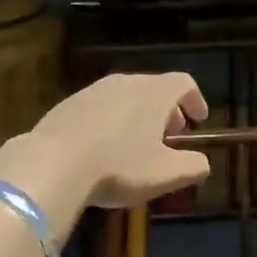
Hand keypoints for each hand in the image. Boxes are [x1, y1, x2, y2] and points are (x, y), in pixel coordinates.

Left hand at [6, 72, 210, 212]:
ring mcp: (92, 91)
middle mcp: (124, 82)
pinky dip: (110, 122)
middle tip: (170, 137)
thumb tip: (203, 163)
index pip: (183, 83)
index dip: (195, 100)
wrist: (53, 163)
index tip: (198, 120)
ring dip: (137, 116)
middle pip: (153, 88)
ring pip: (124, 97)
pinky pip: (99, 109)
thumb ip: (193, 166)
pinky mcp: (67, 105)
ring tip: (135, 145)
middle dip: (166, 111)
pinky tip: (102, 150)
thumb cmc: (119, 166)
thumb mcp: (166, 174)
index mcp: (153, 92)